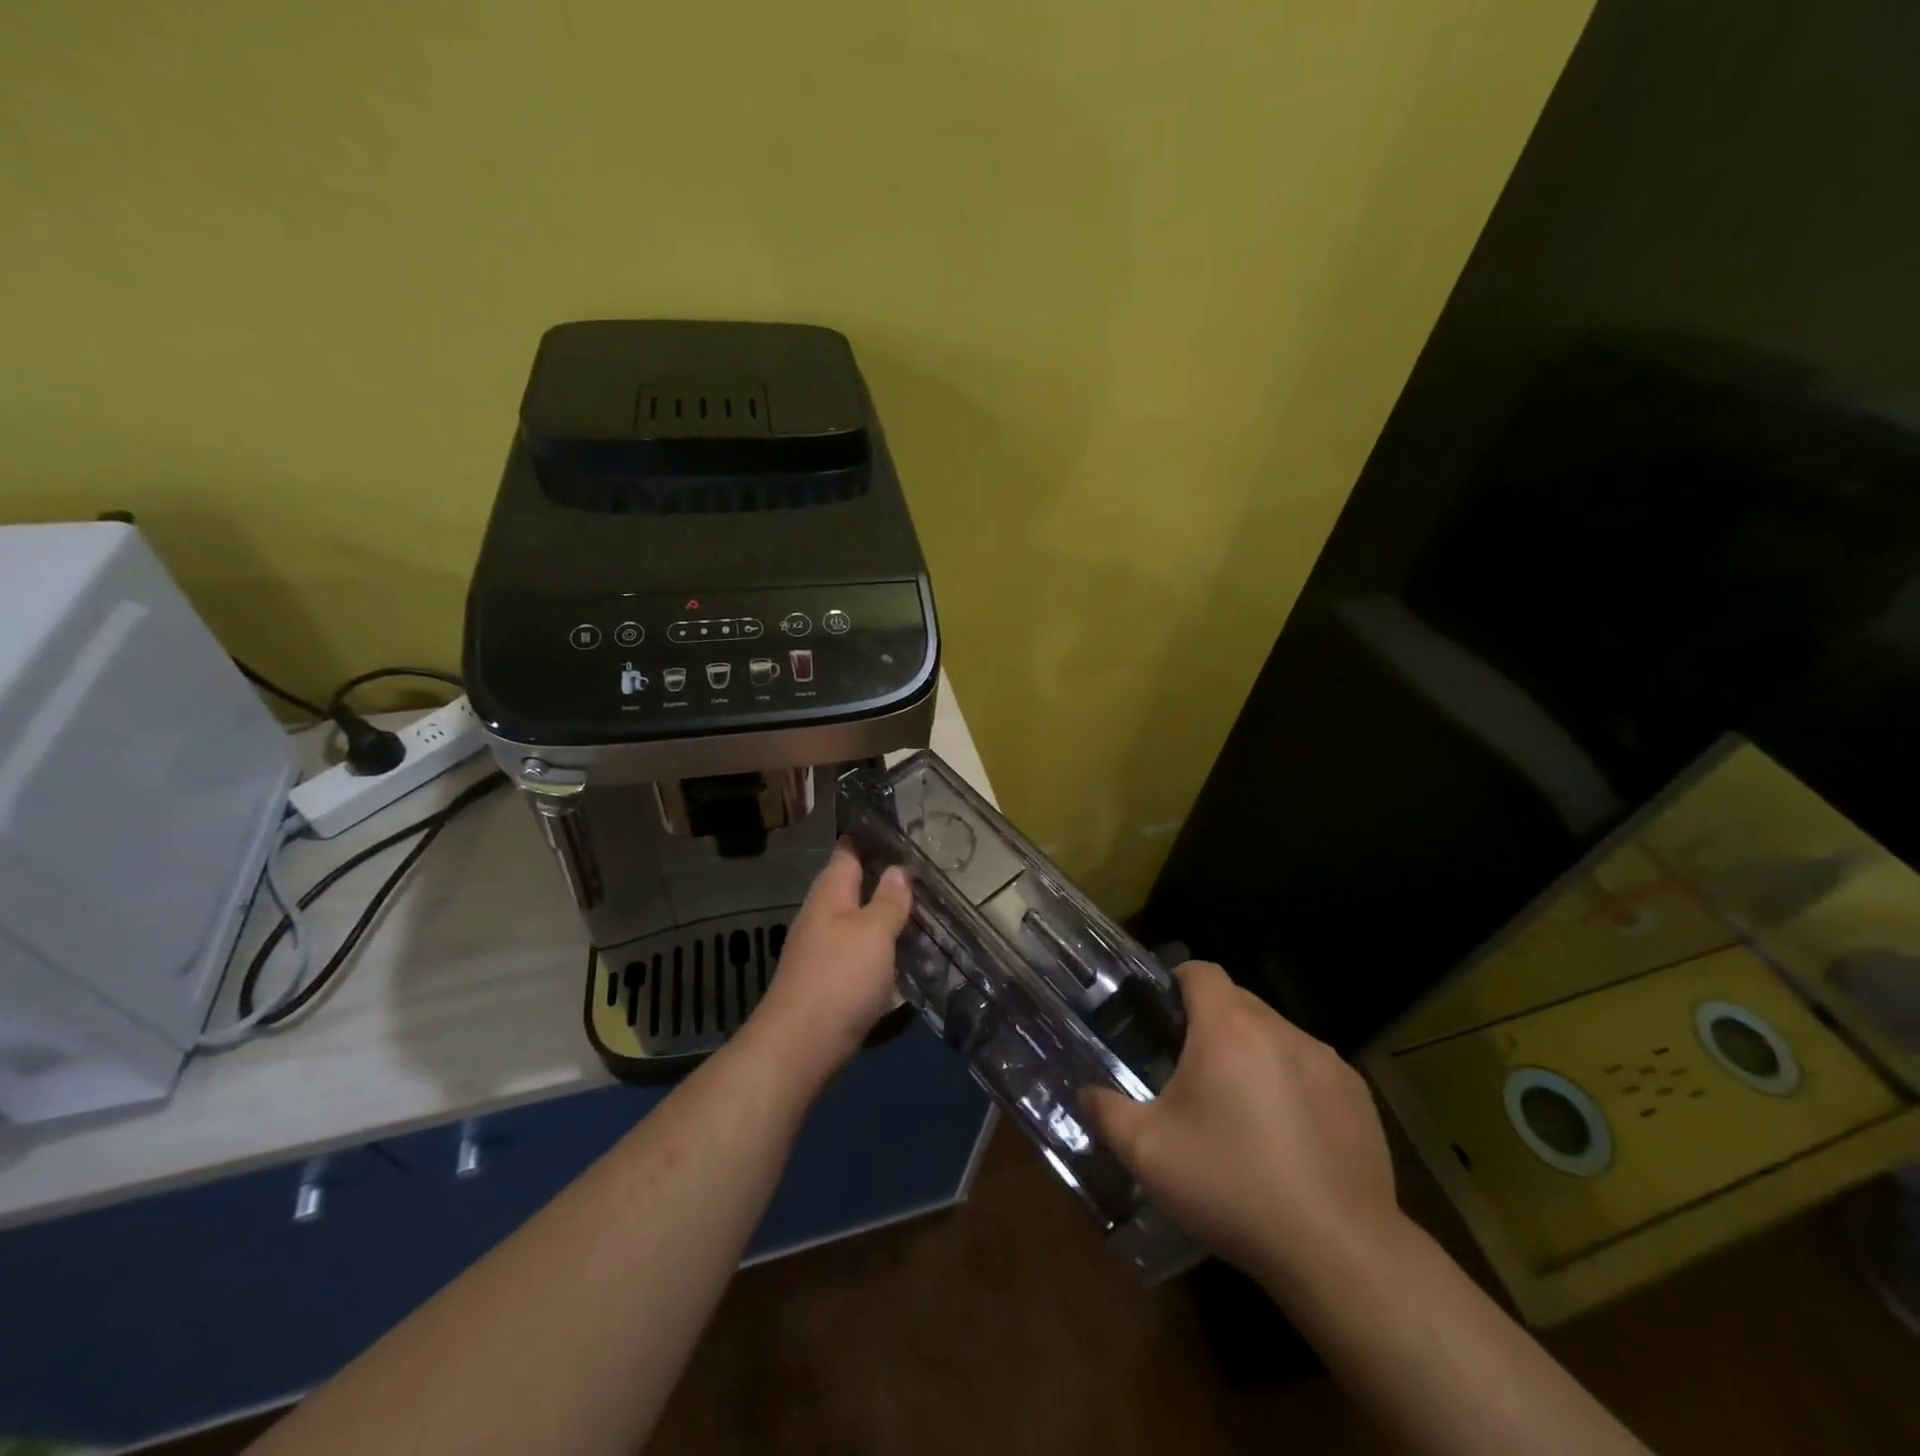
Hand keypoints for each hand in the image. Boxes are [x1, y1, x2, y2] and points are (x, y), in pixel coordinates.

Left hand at [746, 843, 911, 1078]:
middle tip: (929, 871)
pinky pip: (862, 956)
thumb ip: (888, 900)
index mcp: (830, 894)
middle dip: (887, 880)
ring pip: (861, 924)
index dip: (870, 838)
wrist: (802, 1047)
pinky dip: (884, 953)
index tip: (901, 828)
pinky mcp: (832, 982)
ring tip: (928, 911)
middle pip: (855, 888)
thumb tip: (897, 869)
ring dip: (888, 919)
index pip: (847, 852)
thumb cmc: (840, 978)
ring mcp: (825, 951)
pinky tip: (909, 958)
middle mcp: (823, 916)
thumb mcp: (873, 932)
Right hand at [1083, 962, 1399, 1287]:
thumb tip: (1086, 1094)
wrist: (1339, 1251)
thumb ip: (1106, 1112)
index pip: (1201, 971)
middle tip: (1191, 1072)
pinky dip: (1292, 1085)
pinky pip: (1311, 1069)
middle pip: (1238, 1002)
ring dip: (1253, 1055)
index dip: (1177, 983)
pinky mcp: (1357, 1095)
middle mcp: (1279, 1029)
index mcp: (1227, 1028)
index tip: (1164, 1017)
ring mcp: (1325, 1061)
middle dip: (1212, 1024)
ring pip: (1275, 1035)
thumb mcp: (1148, 1153)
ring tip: (1240, 1110)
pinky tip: (1287, 1138)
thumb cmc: (1233, 1187)